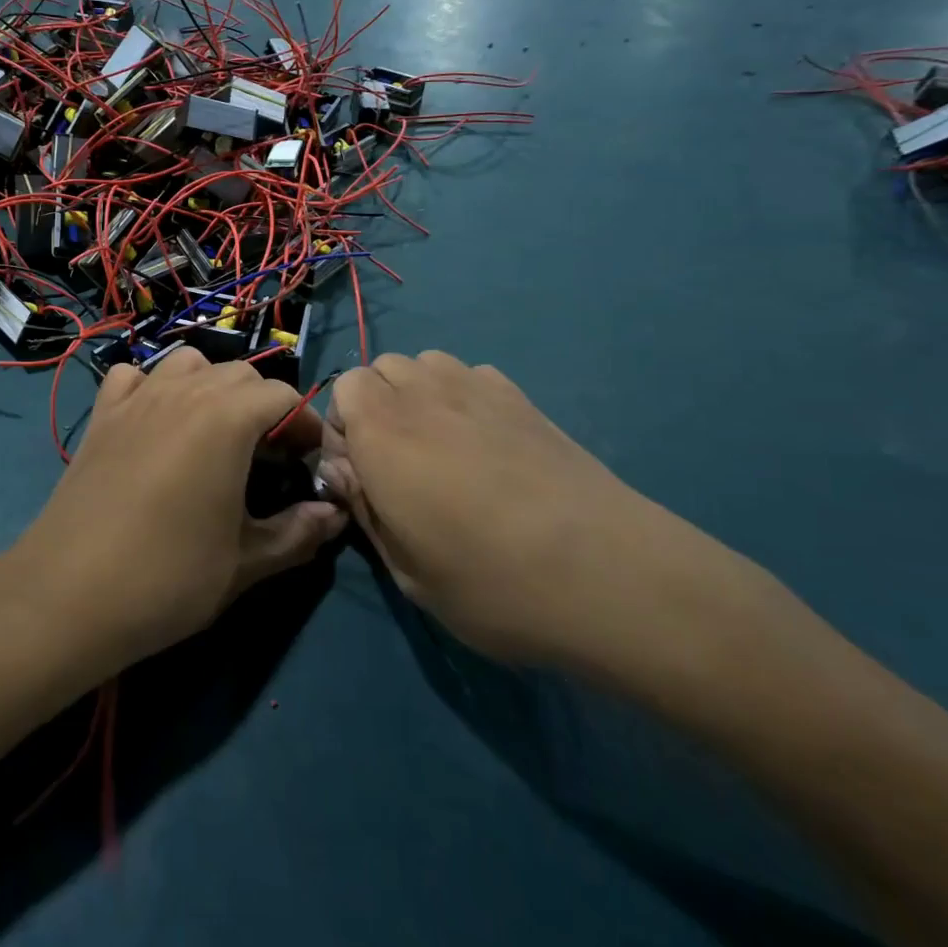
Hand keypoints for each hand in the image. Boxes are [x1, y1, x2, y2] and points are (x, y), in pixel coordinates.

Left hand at [9, 348, 344, 674]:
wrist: (69, 594)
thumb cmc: (168, 577)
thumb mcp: (246, 563)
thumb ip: (299, 532)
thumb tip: (334, 514)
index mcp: (227, 418)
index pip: (283, 395)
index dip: (305, 425)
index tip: (308, 463)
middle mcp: (184, 392)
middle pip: (239, 374)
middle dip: (264, 406)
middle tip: (268, 457)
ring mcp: (137, 398)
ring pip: (188, 363)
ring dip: (211, 386)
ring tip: (215, 434)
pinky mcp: (102, 415)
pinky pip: (133, 376)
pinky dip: (152, 386)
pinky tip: (155, 422)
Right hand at [319, 351, 712, 670]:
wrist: (608, 574)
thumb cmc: (491, 582)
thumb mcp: (406, 569)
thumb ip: (363, 507)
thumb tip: (339, 468)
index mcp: (382, 432)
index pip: (343, 389)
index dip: (342, 428)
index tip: (360, 475)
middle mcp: (423, 395)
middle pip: (380, 369)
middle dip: (375, 405)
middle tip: (396, 462)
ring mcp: (477, 389)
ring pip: (425, 364)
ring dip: (416, 393)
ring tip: (439, 445)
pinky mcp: (522, 398)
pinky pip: (472, 375)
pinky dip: (461, 395)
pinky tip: (485, 441)